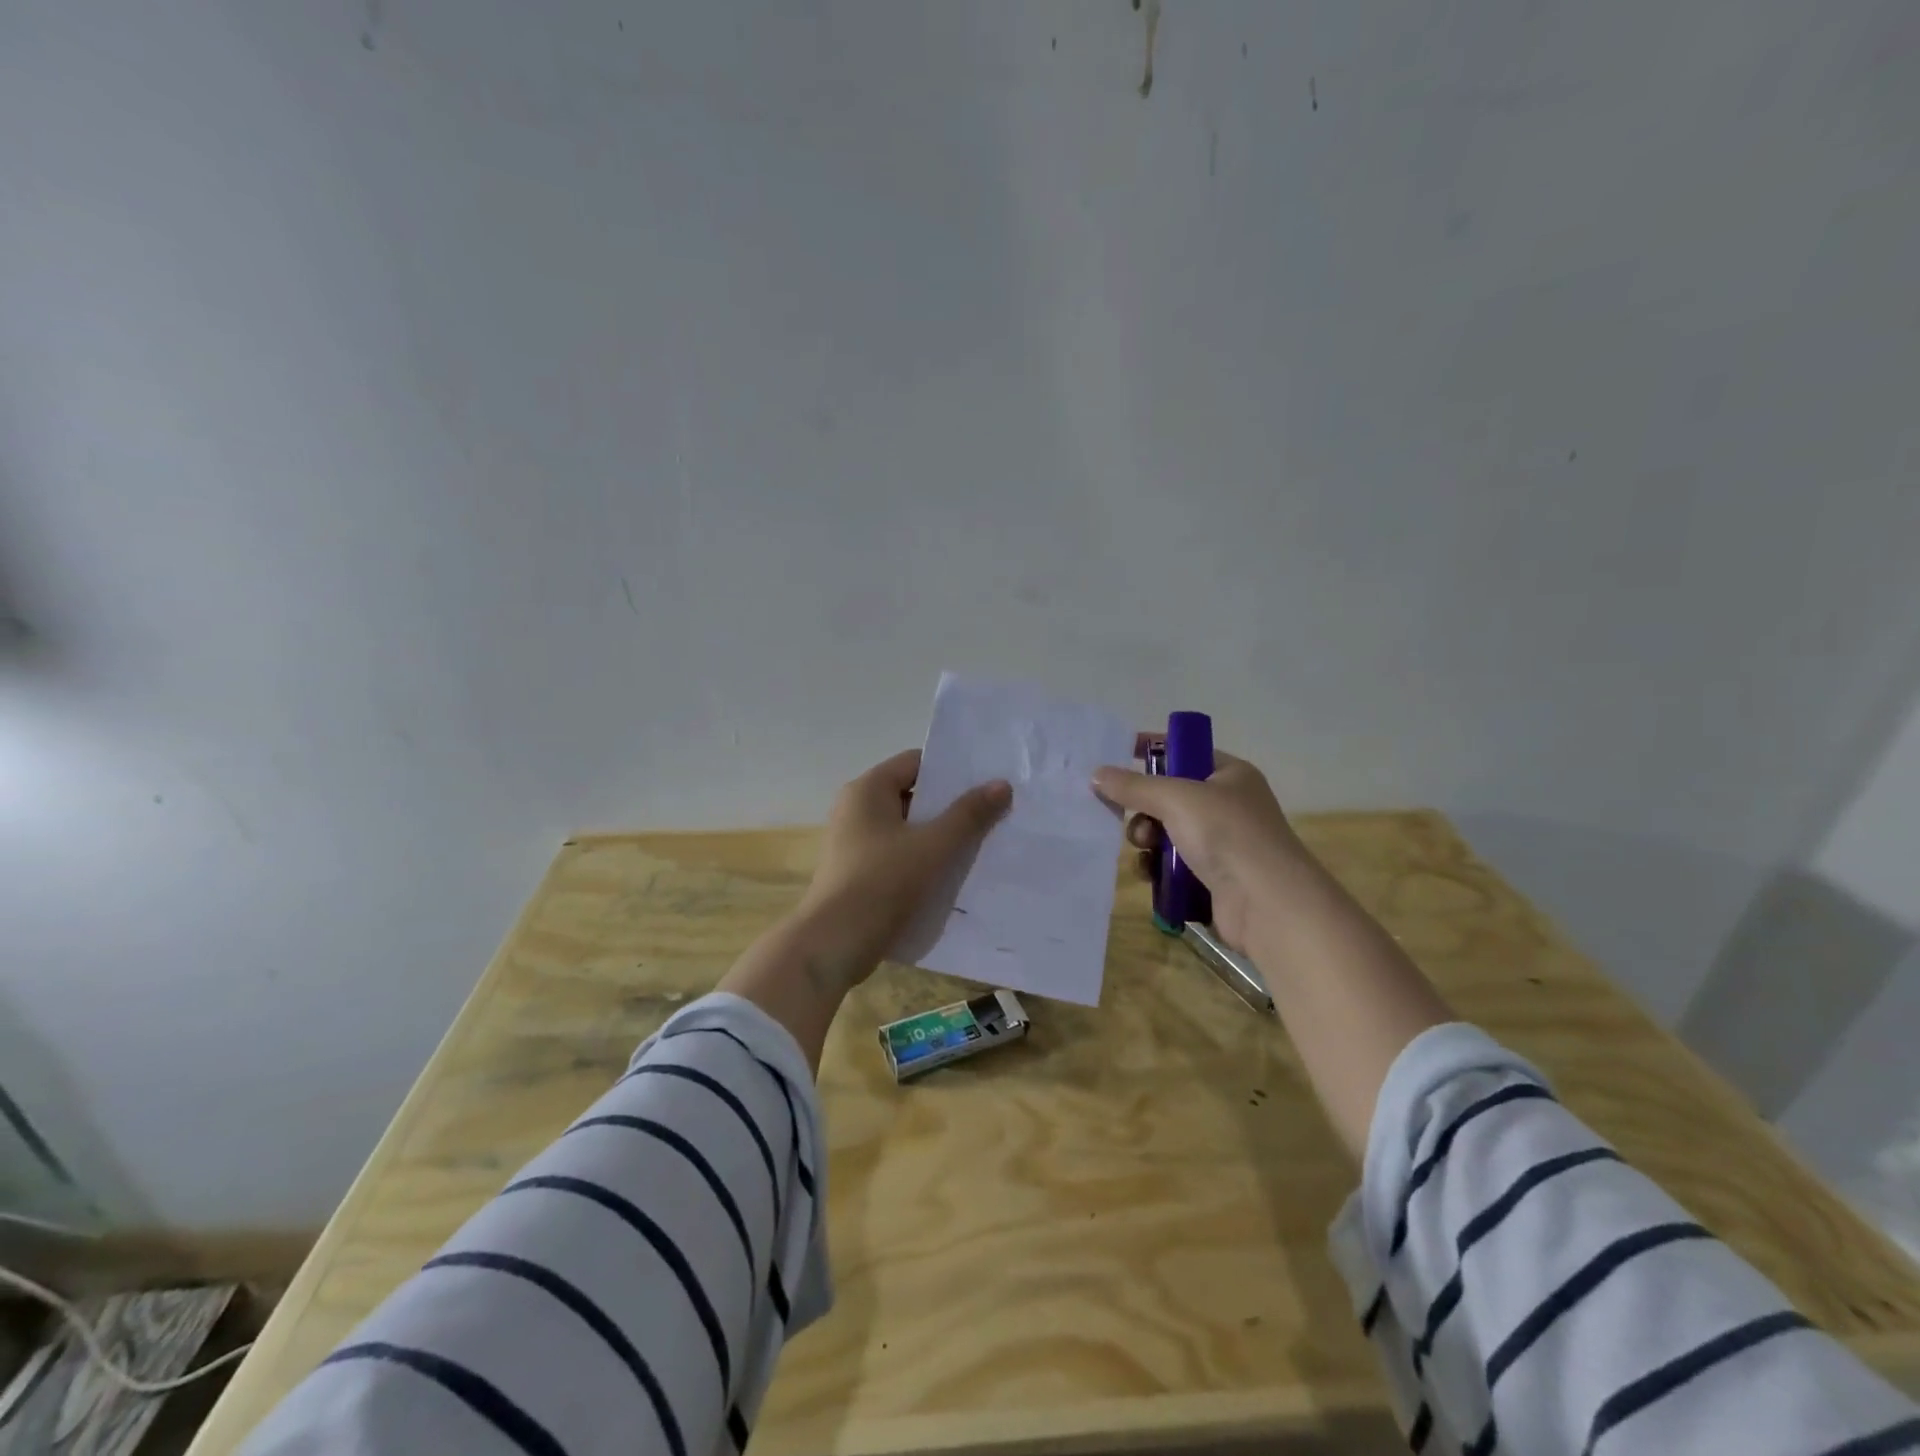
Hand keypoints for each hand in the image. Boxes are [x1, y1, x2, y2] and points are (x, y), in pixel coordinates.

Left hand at [797, 749, 1012, 984]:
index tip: (986, 783)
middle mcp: (856, 808)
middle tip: (991, 814)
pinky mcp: (857, 871)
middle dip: (950, 806)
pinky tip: (950, 874)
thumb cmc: (883, 883)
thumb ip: (969, 814)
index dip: (951, 771)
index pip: (916, 763)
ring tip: (979, 844)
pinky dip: (922, 858)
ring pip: (906, 828)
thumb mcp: (934, 846)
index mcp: (868, 789)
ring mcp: (854, 842)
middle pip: (912, 795)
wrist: (833, 944)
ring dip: (938, 835)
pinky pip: (897, 854)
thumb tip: (1001, 784)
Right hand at [1091, 746, 1307, 950]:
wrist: (1266, 904)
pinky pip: (1171, 865)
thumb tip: (1096, 774)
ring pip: (1165, 832)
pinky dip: (1156, 868)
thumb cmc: (1226, 835)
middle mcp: (1227, 805)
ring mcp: (1221, 844)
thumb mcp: (1176, 798)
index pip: (1184, 751)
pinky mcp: (1211, 878)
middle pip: (1169, 796)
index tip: (1116, 756)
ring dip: (1146, 840)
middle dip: (1143, 807)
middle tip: (1131, 817)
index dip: (1151, 751)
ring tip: (1145, 850)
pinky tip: (1150, 875)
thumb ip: (1133, 785)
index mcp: (1230, 774)